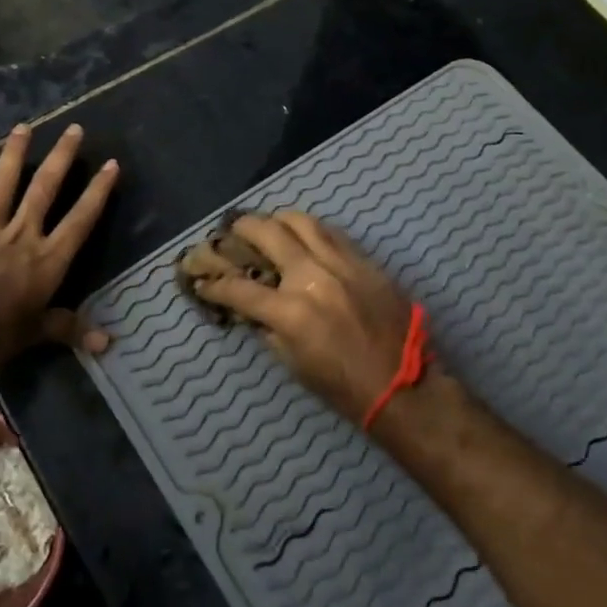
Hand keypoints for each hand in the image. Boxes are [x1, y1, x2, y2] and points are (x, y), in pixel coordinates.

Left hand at [0, 123, 118, 362]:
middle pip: (44, 189)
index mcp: (47, 258)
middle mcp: (21, 234)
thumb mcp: (36, 333)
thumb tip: (108, 343)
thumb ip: (69, 329)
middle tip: (74, 129)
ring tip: (23, 127)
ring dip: (13, 155)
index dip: (97, 192)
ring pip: (2, 185)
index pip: (80, 219)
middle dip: (61, 158)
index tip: (111, 164)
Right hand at [188, 212, 429, 426]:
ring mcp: (342, 263)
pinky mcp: (365, 260)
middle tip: (232, 231)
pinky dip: (310, 230)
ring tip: (268, 225)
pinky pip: (332, 232)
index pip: (239, 288)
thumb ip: (268, 328)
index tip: (202, 280)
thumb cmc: (344, 387)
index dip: (214, 284)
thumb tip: (250, 306)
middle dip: (242, 229)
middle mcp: (312, 276)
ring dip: (277, 219)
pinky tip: (304, 236)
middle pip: (267, 233)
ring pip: (302, 221)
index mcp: (291, 311)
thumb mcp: (294, 364)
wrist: (404, 387)